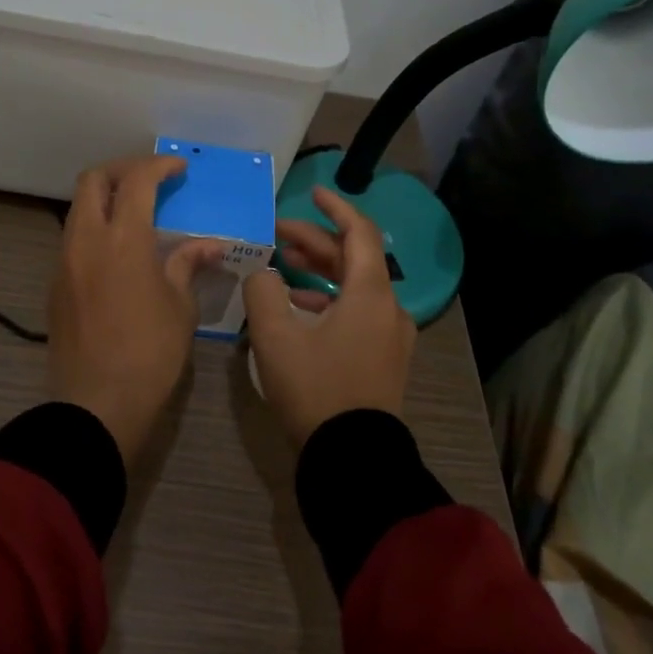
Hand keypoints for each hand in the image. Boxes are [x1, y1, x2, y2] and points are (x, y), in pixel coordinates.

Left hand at [49, 155, 224, 463]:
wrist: (97, 403)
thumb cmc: (150, 353)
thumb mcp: (180, 306)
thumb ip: (188, 264)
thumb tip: (209, 244)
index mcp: (123, 239)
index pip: (136, 180)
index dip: (158, 166)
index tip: (178, 168)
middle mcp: (87, 240)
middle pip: (93, 180)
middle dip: (122, 170)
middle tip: (150, 181)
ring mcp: (65, 261)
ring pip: (78, 209)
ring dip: (104, 199)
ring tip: (135, 213)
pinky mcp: (55, 284)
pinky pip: (73, 238)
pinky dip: (94, 228)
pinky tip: (116, 252)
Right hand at [244, 187, 417, 446]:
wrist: (353, 460)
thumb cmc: (316, 388)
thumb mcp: (276, 336)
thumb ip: (263, 291)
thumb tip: (263, 273)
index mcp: (370, 293)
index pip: (358, 232)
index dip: (335, 208)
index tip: (313, 193)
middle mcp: (389, 308)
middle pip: (353, 259)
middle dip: (315, 243)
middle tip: (277, 235)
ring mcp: (390, 336)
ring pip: (354, 287)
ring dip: (320, 272)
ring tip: (282, 267)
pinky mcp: (384, 359)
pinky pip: (358, 313)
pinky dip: (329, 300)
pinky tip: (298, 308)